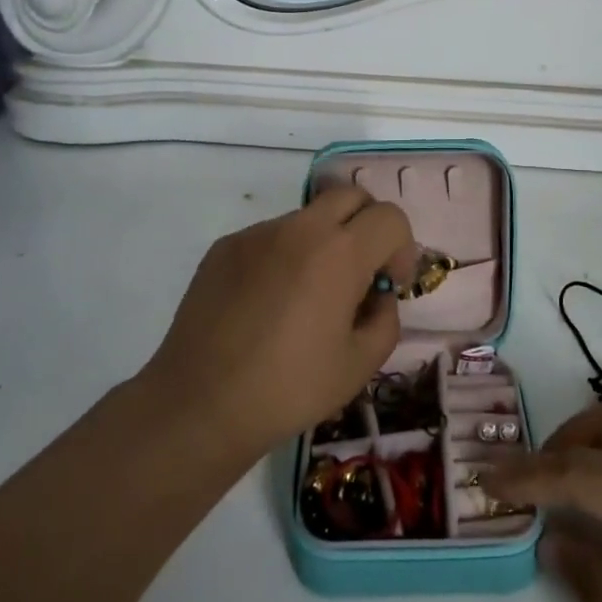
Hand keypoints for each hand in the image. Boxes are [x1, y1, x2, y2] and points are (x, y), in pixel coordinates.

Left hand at [143, 188, 415, 456]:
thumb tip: (377, 296)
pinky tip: (267, 305)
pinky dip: (284, 257)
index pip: (390, 217)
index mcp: (340, 253)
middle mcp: (299, 228)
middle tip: (360, 273)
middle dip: (367, 226)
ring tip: (306, 297)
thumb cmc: (289, 388)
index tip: (389, 285)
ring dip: (323, 242)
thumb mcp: (360, 365)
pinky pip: (270, 237)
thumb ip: (385, 319)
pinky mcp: (225, 247)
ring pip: (308, 217)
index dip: (401, 248)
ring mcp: (257, 234)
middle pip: (351, 196)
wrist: (199, 405)